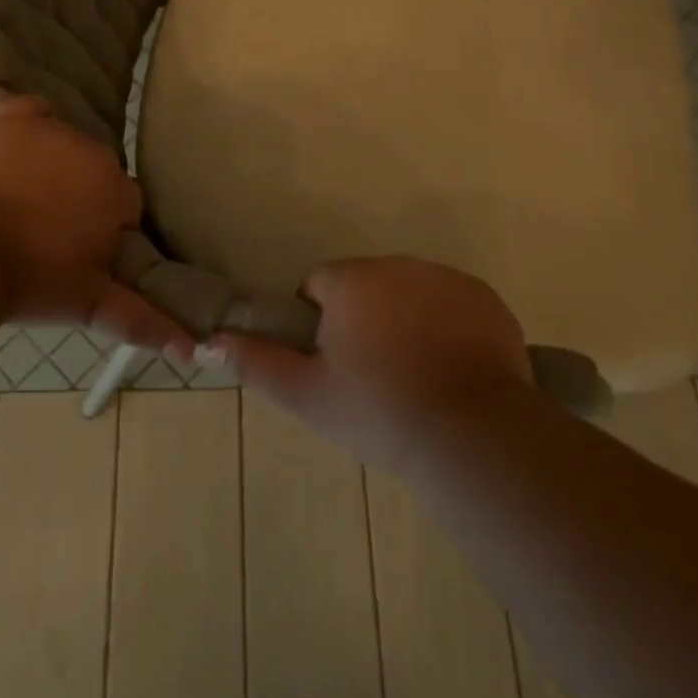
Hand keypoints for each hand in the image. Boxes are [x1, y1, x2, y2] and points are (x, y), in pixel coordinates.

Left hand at [0, 97, 194, 359]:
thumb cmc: (30, 280)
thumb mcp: (89, 303)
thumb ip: (143, 320)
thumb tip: (190, 350)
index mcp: (116, 190)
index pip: (127, 205)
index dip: (107, 230)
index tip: (83, 253)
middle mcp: (91, 152)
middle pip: (99, 173)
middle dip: (84, 199)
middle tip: (52, 235)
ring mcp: (49, 131)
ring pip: (68, 147)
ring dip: (58, 169)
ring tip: (25, 205)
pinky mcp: (9, 122)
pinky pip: (33, 113)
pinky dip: (32, 127)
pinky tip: (19, 151)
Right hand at [213, 256, 533, 473]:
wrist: (471, 433)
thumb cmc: (378, 411)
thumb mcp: (307, 395)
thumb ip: (257, 362)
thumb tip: (212, 341)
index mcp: (352, 280)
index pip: (319, 285)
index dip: (319, 322)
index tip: (334, 364)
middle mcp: (399, 264)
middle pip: (367, 285)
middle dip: (363, 318)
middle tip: (373, 375)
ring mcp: (447, 278)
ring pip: (409, 292)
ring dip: (404, 319)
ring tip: (414, 375)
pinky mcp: (485, 299)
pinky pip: (452, 304)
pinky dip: (446, 326)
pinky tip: (452, 369)